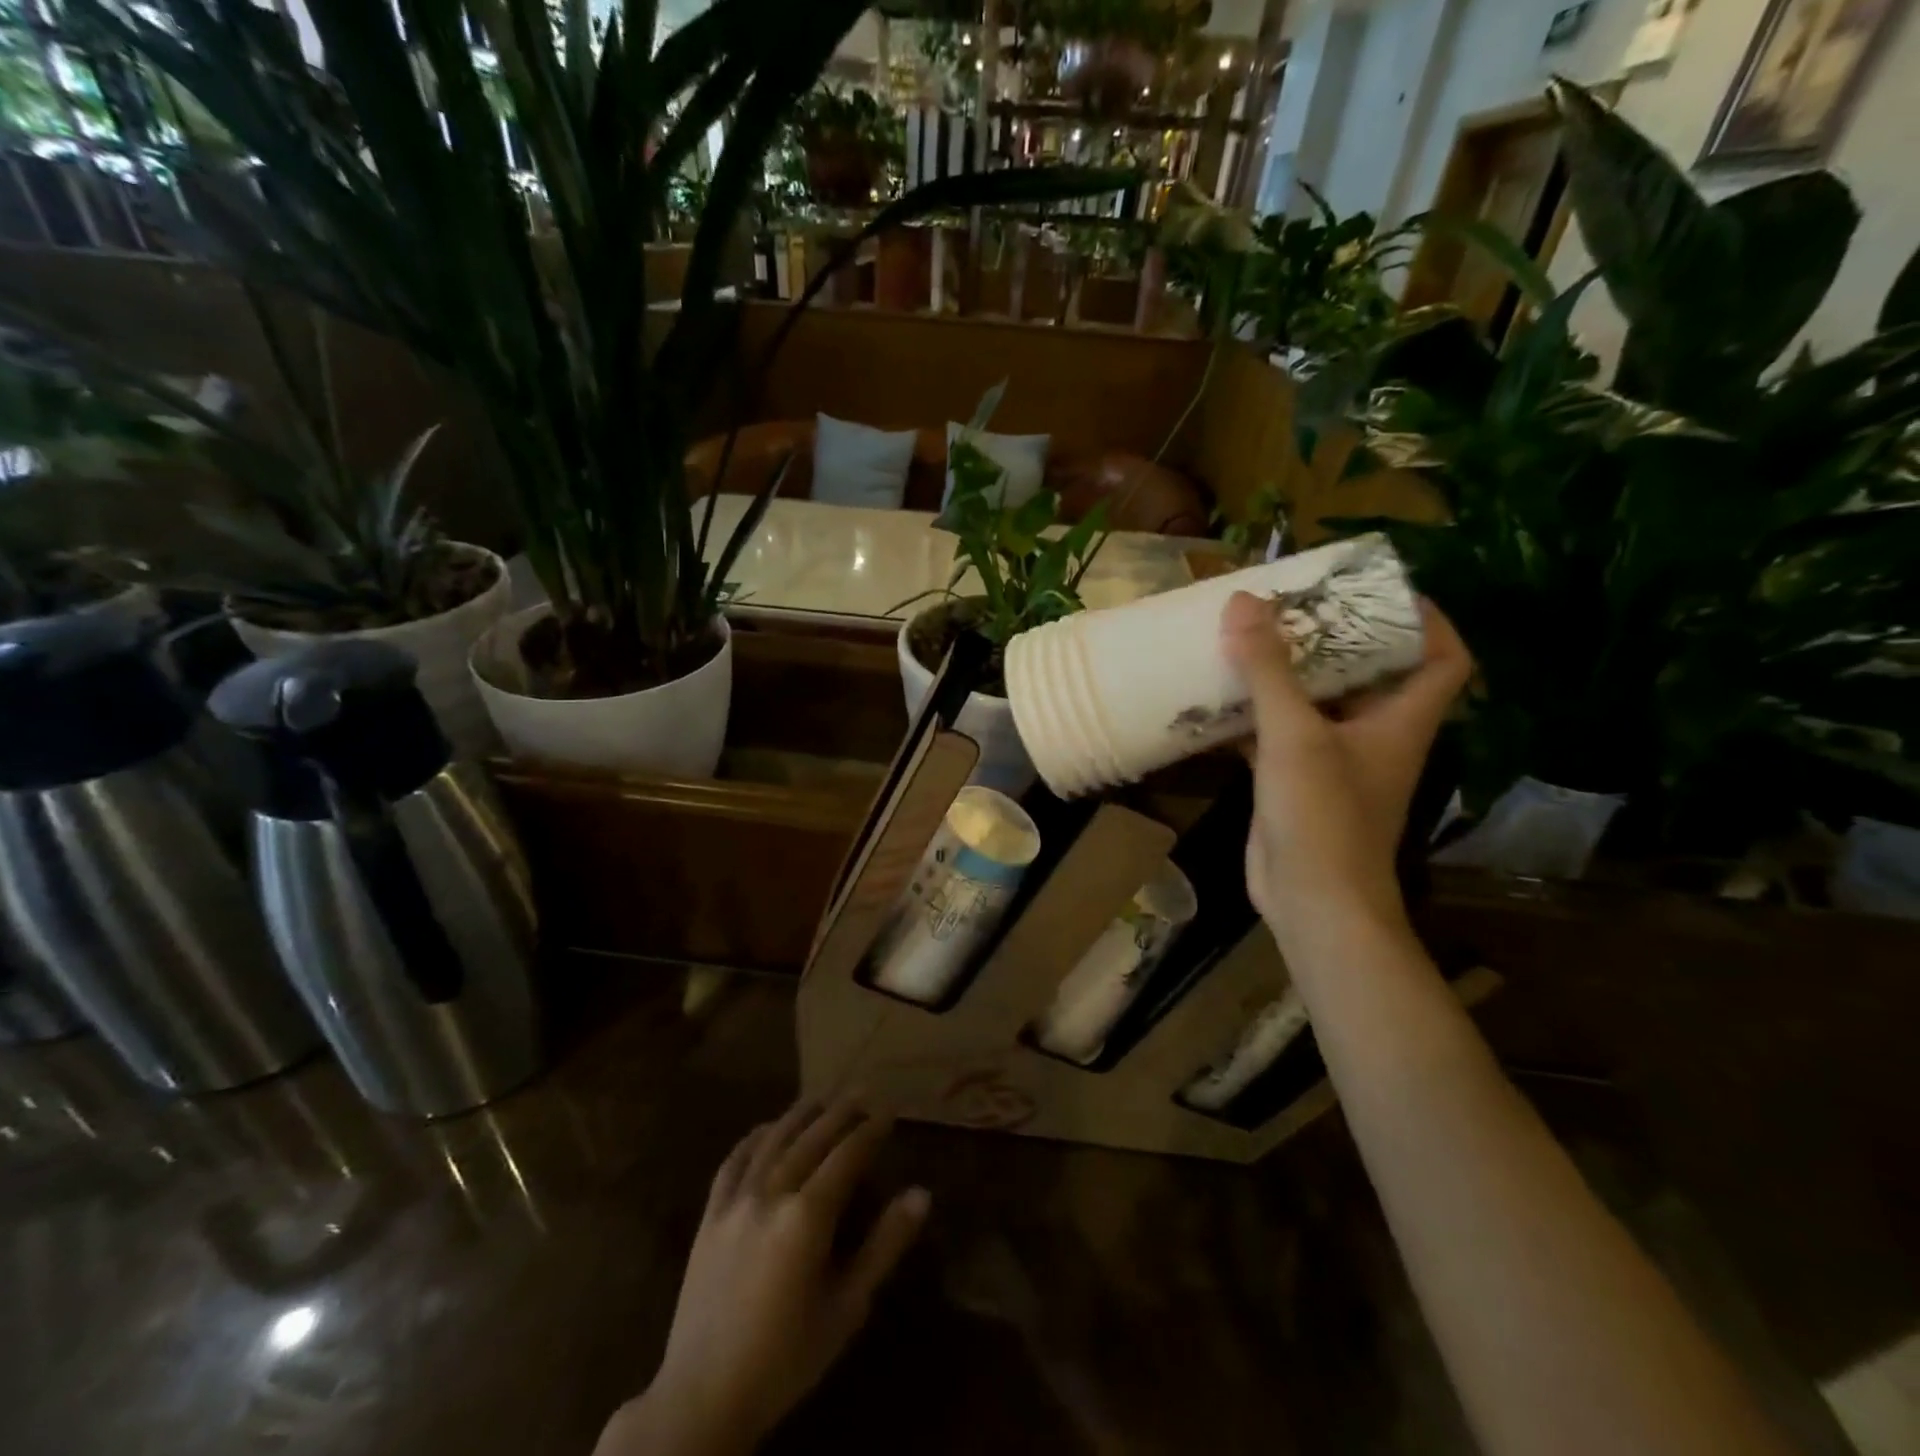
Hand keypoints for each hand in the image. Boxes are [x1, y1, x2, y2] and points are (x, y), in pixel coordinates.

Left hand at [598, 1099, 929, 1455]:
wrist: (703, 1398)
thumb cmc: (786, 1359)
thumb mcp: (847, 1307)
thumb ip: (884, 1245)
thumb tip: (921, 1194)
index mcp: (807, 1217)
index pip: (847, 1156)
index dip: (870, 1130)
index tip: (889, 1111)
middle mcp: (771, 1194)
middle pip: (812, 1139)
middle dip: (840, 1112)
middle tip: (862, 1092)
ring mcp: (735, 1201)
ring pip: (773, 1141)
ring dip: (800, 1115)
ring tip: (822, 1097)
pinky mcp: (710, 1215)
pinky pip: (733, 1161)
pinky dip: (754, 1138)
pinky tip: (766, 1128)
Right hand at [1220, 591, 1469, 941]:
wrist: (1310, 900)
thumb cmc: (1322, 815)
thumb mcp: (1295, 735)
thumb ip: (1268, 670)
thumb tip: (1244, 601)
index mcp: (1400, 720)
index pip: (1443, 658)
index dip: (1427, 620)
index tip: (1381, 590)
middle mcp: (1374, 736)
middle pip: (1371, 673)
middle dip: (1337, 637)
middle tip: (1296, 604)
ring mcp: (1334, 761)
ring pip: (1318, 703)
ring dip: (1289, 674)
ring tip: (1253, 637)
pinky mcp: (1296, 782)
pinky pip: (1278, 734)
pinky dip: (1255, 714)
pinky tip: (1219, 697)